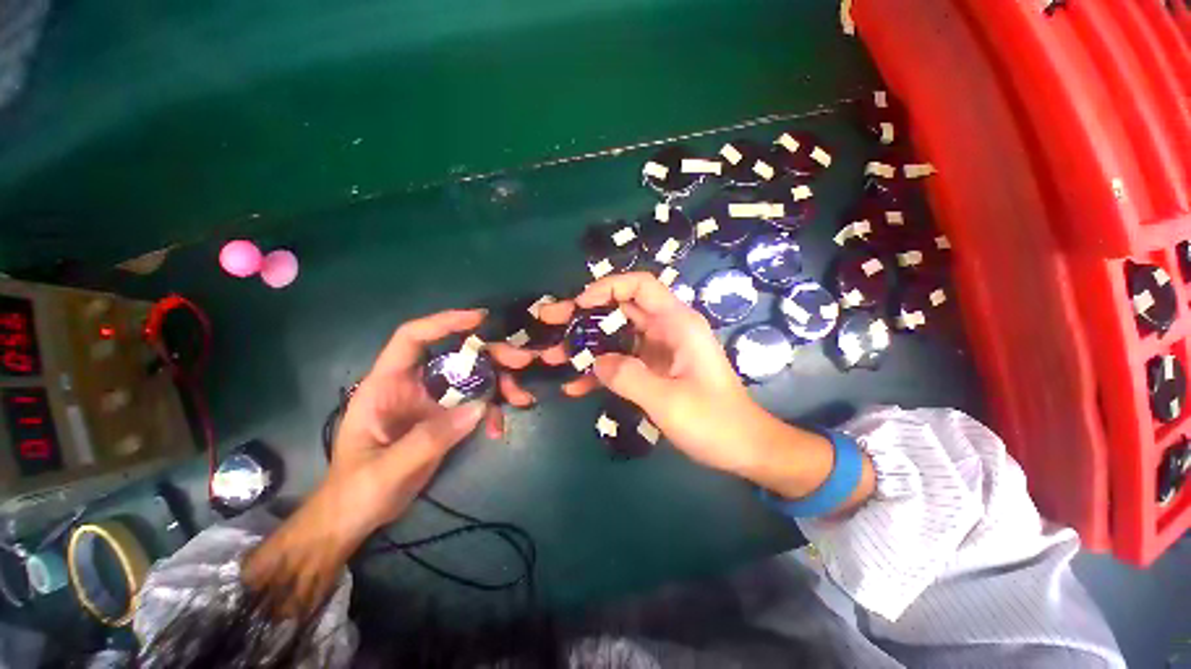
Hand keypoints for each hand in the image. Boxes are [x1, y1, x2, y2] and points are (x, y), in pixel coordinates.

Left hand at [325, 308, 534, 534]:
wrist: (355, 517)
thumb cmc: (357, 491)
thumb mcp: (387, 470)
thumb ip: (430, 439)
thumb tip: (480, 407)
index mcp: (386, 385)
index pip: (412, 338)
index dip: (444, 322)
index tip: (480, 318)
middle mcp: (413, 385)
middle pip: (455, 355)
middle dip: (491, 354)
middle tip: (522, 361)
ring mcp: (432, 401)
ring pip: (472, 377)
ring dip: (500, 383)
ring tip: (520, 399)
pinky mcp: (445, 417)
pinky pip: (476, 403)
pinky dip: (492, 411)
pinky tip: (498, 429)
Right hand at [540, 273, 874, 509]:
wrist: (744, 449)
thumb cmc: (714, 422)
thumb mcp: (668, 400)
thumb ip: (628, 377)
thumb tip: (594, 362)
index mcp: (677, 324)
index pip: (640, 286)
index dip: (608, 287)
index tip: (579, 305)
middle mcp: (666, 330)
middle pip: (620, 310)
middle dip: (584, 316)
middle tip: (550, 323)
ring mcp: (657, 351)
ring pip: (615, 337)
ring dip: (586, 346)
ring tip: (551, 355)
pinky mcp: (653, 370)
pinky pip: (621, 363)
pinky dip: (600, 371)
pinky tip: (574, 386)